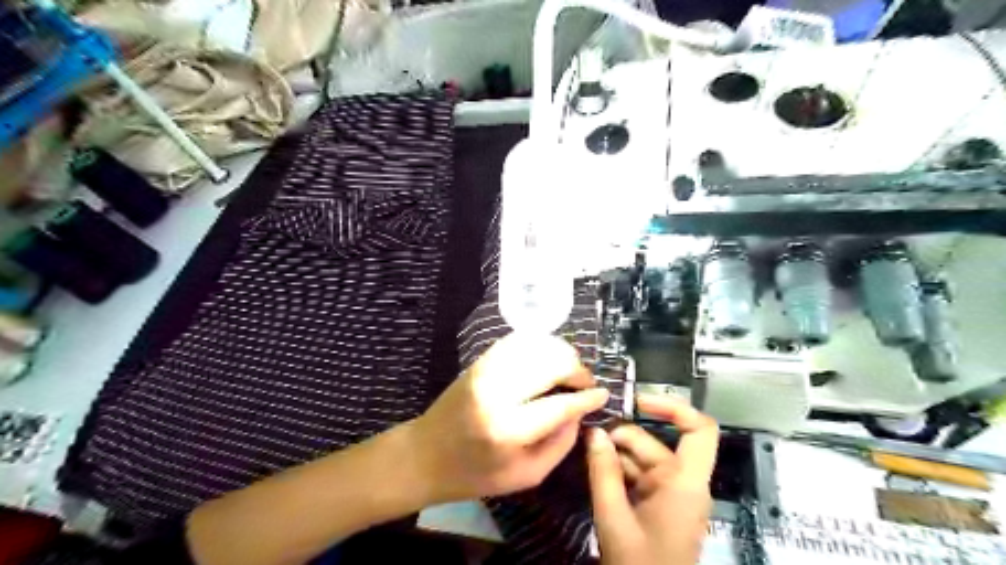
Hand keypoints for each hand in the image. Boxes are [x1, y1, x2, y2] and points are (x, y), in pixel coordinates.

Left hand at [411, 333, 608, 500]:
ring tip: (568, 370)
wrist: (426, 454)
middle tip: (584, 383)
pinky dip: (540, 345)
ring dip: (561, 353)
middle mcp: (498, 392)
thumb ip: (560, 444)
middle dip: (577, 370)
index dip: (587, 397)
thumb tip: (580, 412)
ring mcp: (486, 370)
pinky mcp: (480, 361)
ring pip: (537, 345)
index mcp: (509, 430)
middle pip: (552, 363)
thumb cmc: (476, 474)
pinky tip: (547, 358)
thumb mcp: (526, 475)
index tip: (603, 394)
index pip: (560, 405)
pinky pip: (518, 341)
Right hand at [588, 396, 719, 564]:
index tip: (638, 401)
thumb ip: (603, 471)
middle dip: (620, 437)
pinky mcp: (661, 504)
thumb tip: (594, 432)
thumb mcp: (613, 517)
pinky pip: (640, 476)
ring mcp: (672, 493)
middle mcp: (683, 482)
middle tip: (587, 436)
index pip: (699, 430)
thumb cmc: (639, 564)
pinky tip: (595, 469)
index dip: (674, 407)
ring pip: (643, 459)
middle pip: (654, 443)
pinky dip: (619, 471)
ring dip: (615, 455)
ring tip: (586, 451)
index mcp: (684, 482)